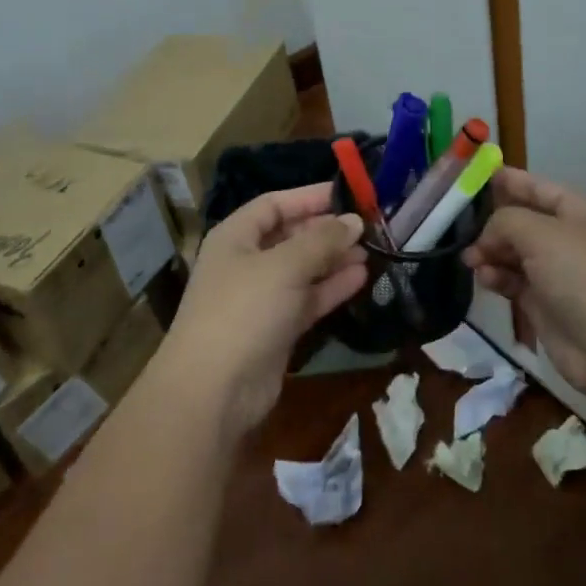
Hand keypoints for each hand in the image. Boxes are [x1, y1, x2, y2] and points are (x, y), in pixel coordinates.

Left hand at [160, 183, 367, 439]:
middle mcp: (247, 262)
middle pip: (291, 235)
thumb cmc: (244, 310)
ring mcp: (261, 297)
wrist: (214, 391)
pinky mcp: (276, 329)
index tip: (348, 194)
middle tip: (368, 225)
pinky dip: (331, 288)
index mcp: (236, 236)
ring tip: (372, 250)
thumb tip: (355, 220)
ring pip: (303, 269)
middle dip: (327, 230)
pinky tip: (361, 278)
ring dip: (334, 259)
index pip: (275, 204)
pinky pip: (308, 298)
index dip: (309, 197)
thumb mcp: (285, 266)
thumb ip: (322, 240)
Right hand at [461, 168, 585, 399]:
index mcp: (578, 211)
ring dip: (490, 253)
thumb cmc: (583, 275)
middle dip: (492, 224)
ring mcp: (557, 273)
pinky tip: (485, 279)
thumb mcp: (541, 233)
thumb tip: (488, 236)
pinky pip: (513, 282)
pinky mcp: (545, 304)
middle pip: (522, 221)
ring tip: (470, 260)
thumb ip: (505, 221)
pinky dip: (497, 278)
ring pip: (514, 253)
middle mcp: (568, 238)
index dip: (509, 181)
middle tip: (461, 230)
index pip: (538, 187)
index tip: (475, 176)